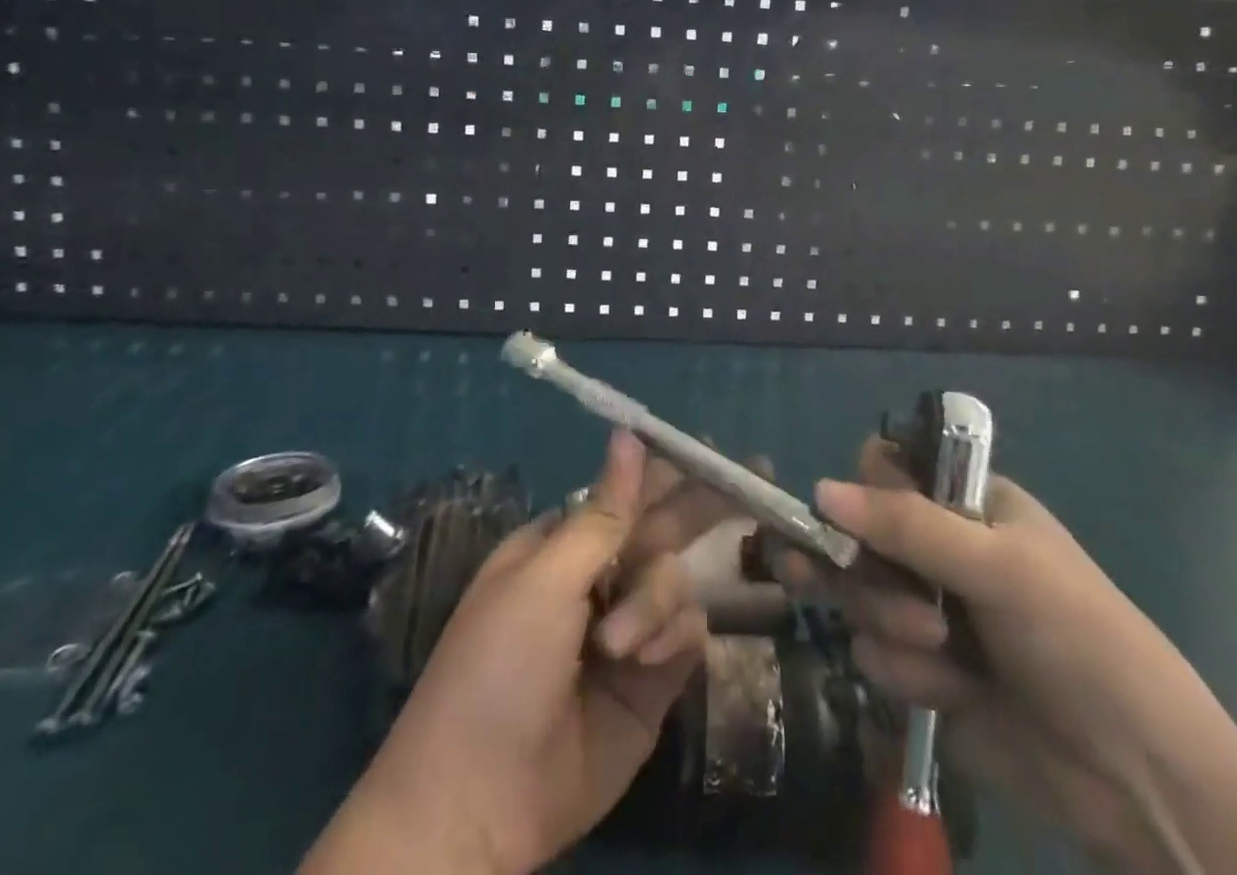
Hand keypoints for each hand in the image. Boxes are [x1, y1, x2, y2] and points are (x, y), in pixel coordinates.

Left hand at [301, 429, 729, 874]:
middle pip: (663, 528)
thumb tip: (629, 434)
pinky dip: (670, 638)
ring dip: (654, 602)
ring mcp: (629, 627)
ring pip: (676, 580)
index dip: (667, 468)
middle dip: (700, 507)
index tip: (712, 448)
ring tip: (618, 644)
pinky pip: (686, 631)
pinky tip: (643, 663)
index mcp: (564, 543)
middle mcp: (600, 577)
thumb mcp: (545, 580)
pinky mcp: (654, 679)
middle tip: (754, 480)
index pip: (627, 491)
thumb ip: (603, 514)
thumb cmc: (499, 666)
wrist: (482, 802)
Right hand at [783, 438, 1236, 874]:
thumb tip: (818, 491)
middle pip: (858, 535)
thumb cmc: (1076, 638)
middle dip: (856, 565)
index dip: (862, 492)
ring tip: (939, 649)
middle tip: (829, 578)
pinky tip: (952, 693)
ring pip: (860, 596)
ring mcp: (928, 611)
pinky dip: (907, 674)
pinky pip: (875, 656)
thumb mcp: (997, 567)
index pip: (885, 472)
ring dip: (889, 622)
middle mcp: (939, 549)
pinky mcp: (923, 673)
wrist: (1138, 779)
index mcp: (964, 505)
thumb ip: (906, 525)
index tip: (852, 519)